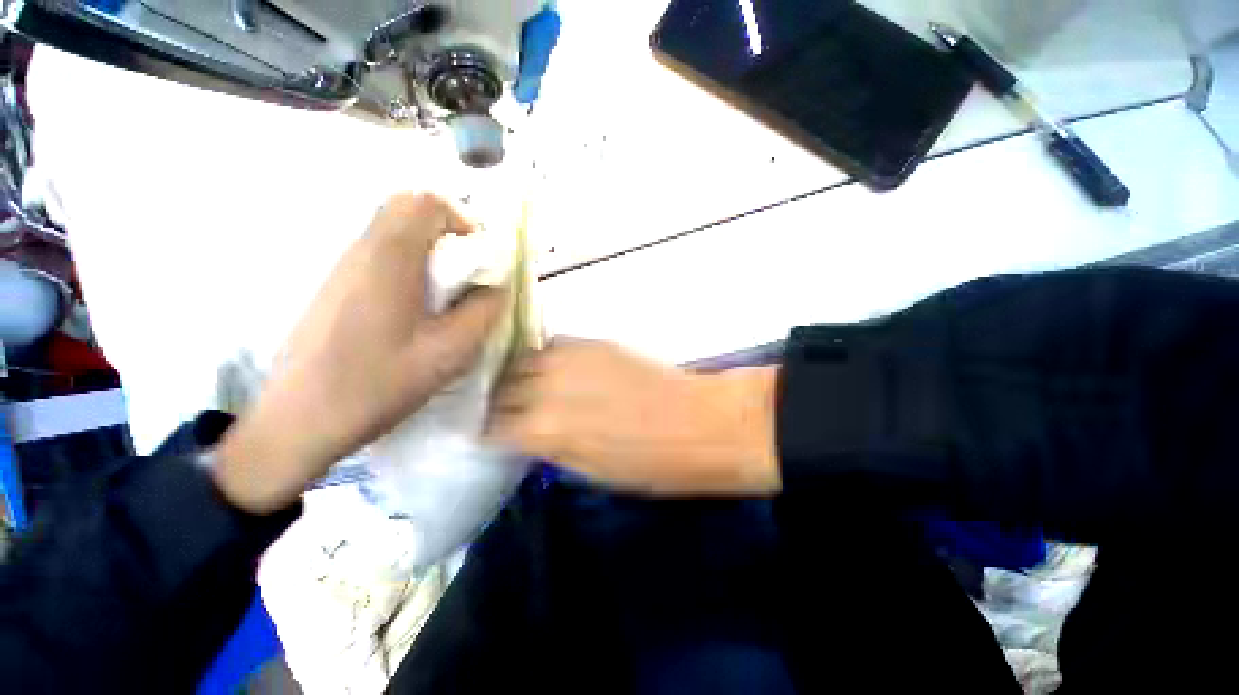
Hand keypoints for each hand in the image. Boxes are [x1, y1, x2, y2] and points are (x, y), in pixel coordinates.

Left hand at [214, 194, 507, 513]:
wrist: (301, 419)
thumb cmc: (378, 384)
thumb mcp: (449, 353)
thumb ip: (483, 312)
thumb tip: (497, 287)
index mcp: (390, 259)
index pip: (425, 203)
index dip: (461, 220)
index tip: (478, 258)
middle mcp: (361, 251)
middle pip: (406, 209)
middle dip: (446, 232)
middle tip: (465, 273)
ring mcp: (342, 267)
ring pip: (392, 232)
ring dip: (428, 251)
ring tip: (445, 297)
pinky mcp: (335, 286)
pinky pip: (379, 255)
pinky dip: (408, 266)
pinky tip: (415, 311)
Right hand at [486, 339, 780, 495]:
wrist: (699, 423)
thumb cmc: (650, 464)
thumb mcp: (590, 470)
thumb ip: (550, 446)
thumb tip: (526, 435)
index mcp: (545, 428)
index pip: (493, 425)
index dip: (490, 431)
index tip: (492, 434)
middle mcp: (549, 385)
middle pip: (503, 387)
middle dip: (498, 401)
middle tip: (504, 410)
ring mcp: (572, 357)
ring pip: (524, 361)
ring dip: (518, 376)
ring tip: (523, 387)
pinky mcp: (594, 342)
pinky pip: (554, 345)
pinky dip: (546, 359)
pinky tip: (555, 370)